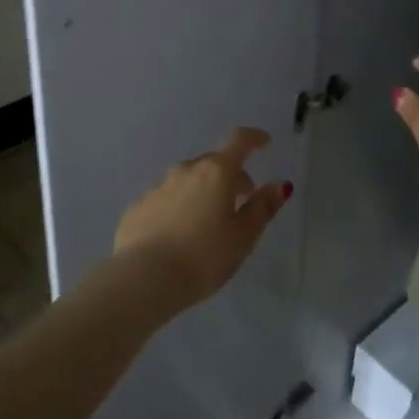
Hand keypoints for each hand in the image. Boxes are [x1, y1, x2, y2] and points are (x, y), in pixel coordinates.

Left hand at [114, 127, 289, 309]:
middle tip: (241, 201)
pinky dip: (179, 206)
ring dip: (203, 191)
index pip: (240, 141)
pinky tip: (179, 234)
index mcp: (217, 172)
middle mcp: (186, 170)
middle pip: (214, 163)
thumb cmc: (203, 257)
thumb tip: (280, 185)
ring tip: (208, 222)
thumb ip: (263, 208)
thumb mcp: (243, 237)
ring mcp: (158, 186)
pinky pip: (166, 198)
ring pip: (188, 180)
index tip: (265, 144)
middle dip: (231, 176)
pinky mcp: (138, 206)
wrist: (143, 279)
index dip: (255, 138)